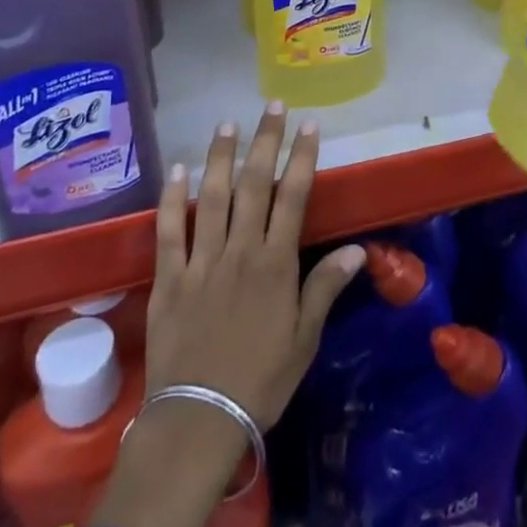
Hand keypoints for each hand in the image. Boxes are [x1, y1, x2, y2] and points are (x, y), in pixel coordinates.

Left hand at [146, 102, 364, 423]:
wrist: (200, 418)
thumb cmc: (261, 380)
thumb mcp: (305, 339)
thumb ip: (326, 287)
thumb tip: (357, 249)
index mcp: (276, 264)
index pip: (293, 197)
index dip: (302, 158)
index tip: (309, 126)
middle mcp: (240, 251)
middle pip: (254, 185)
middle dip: (265, 142)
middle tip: (271, 107)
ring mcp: (201, 261)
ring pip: (212, 197)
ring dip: (221, 157)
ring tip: (227, 124)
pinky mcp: (169, 278)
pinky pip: (170, 230)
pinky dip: (173, 198)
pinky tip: (178, 170)